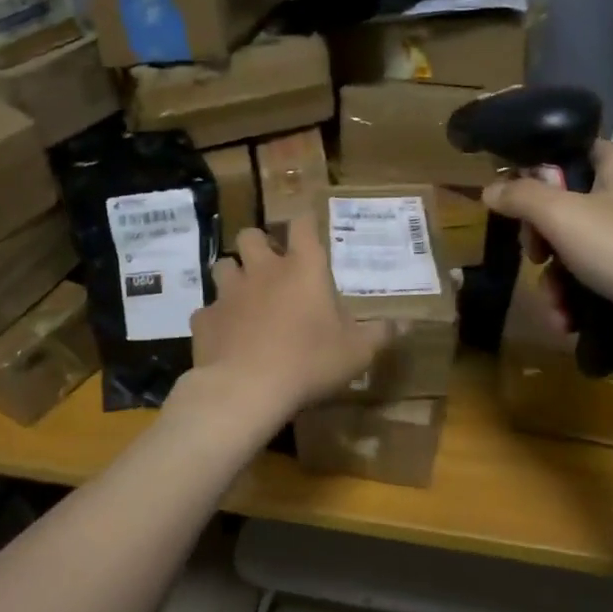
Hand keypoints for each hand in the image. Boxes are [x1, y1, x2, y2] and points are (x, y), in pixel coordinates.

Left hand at [188, 218, 389, 419]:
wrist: (247, 389)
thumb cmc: (310, 362)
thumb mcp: (357, 352)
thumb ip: (380, 334)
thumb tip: (406, 324)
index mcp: (303, 268)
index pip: (302, 224)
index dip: (305, 222)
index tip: (309, 229)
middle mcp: (263, 270)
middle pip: (251, 235)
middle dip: (259, 245)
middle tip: (271, 266)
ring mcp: (229, 292)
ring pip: (223, 265)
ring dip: (234, 275)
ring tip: (245, 296)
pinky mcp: (205, 318)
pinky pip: (208, 310)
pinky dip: (217, 318)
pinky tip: (227, 336)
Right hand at [482, 139, 612, 329]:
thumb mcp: (562, 216)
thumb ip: (520, 197)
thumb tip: (490, 188)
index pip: (565, 152)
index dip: (533, 175)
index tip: (513, 205)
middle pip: (563, 206)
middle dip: (540, 242)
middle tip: (534, 257)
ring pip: (574, 249)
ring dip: (554, 281)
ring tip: (555, 305)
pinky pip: (595, 278)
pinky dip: (576, 298)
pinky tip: (567, 321)